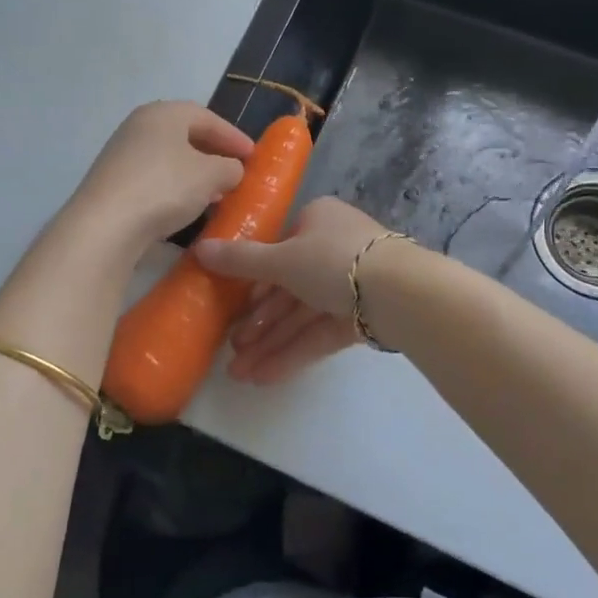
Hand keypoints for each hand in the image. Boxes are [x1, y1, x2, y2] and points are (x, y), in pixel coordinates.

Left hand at [61, 102, 255, 258]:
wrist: (105, 226)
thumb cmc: (164, 187)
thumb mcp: (210, 175)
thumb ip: (230, 167)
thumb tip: (231, 169)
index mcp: (163, 113)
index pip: (206, 117)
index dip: (233, 136)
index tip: (253, 156)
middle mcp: (138, 126)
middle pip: (185, 135)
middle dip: (213, 154)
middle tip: (235, 173)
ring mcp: (121, 155)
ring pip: (169, 158)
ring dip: (195, 174)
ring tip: (216, 194)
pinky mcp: (112, 183)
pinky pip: (154, 178)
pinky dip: (175, 188)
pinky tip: (187, 208)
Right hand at [194, 197, 397, 383]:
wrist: (399, 292)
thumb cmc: (333, 260)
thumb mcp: (281, 259)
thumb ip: (240, 261)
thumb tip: (197, 249)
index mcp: (317, 221)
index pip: (278, 250)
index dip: (252, 282)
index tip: (230, 308)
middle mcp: (333, 250)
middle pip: (287, 289)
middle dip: (258, 323)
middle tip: (231, 351)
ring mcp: (349, 286)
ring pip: (301, 315)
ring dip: (271, 343)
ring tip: (240, 374)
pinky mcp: (360, 317)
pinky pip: (319, 333)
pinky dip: (294, 352)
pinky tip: (266, 376)